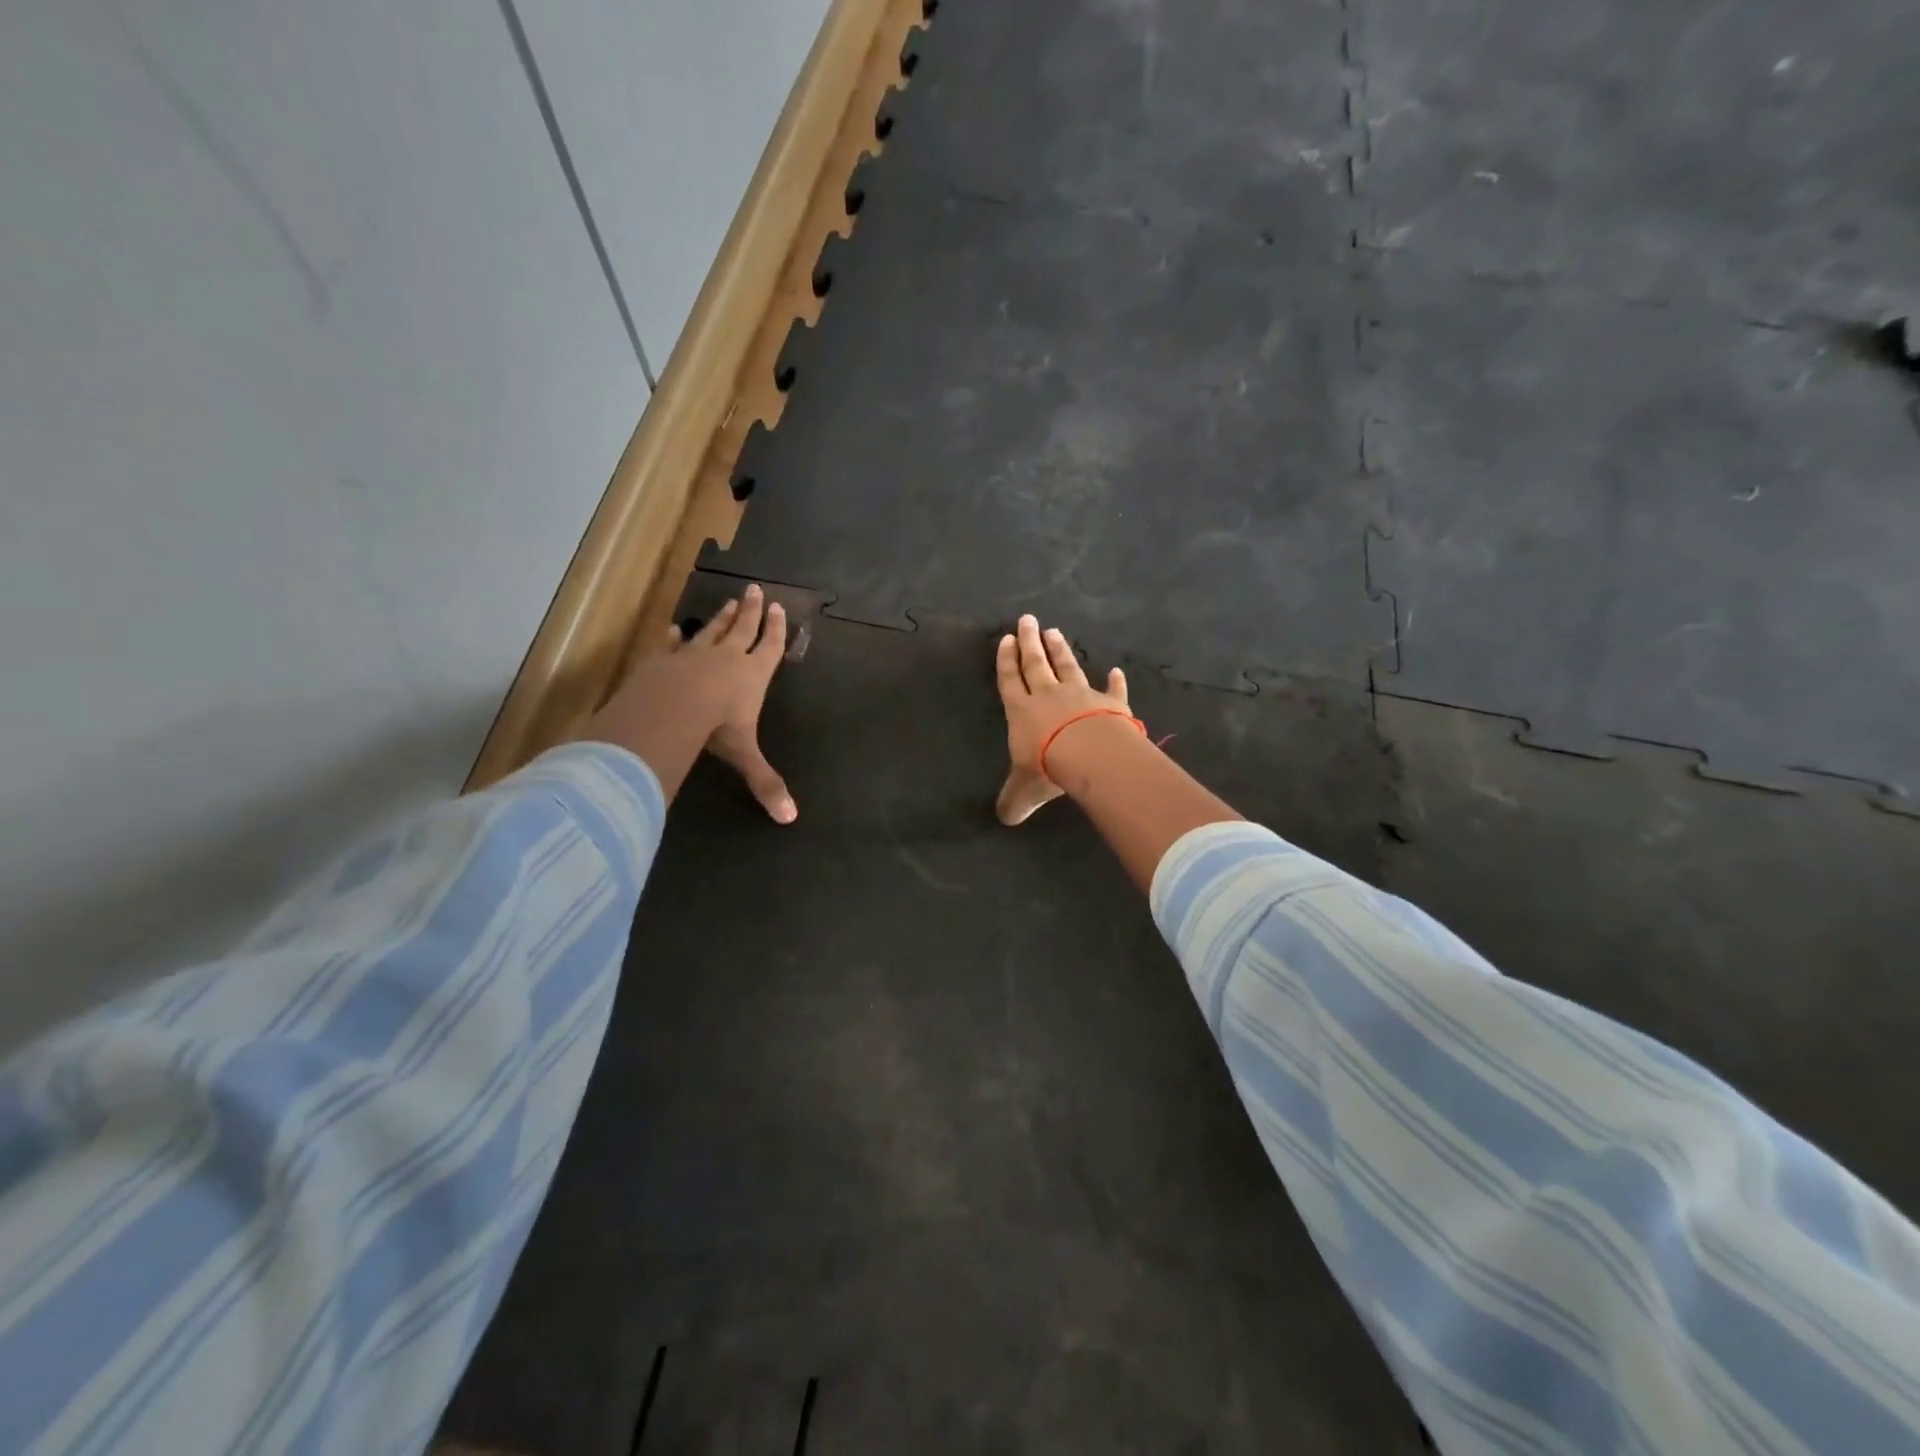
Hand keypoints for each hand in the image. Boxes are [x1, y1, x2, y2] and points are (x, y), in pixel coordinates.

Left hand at [579, 584, 796, 821]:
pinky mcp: (663, 660)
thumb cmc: (716, 727)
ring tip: (729, 601)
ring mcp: (693, 655)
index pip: (770, 648)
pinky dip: (675, 636)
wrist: (671, 709)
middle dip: (751, 611)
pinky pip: (672, 644)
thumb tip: (790, 819)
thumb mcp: (745, 756)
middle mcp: (727, 659)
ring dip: (721, 617)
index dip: (776, 630)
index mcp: (752, 676)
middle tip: (756, 590)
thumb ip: (765, 783)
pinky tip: (675, 628)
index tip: (779, 608)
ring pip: (712, 631)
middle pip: (742, 629)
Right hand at [993, 614, 1128, 825]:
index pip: (1010, 681)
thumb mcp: (1024, 791)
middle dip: (1030, 643)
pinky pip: (1112, 689)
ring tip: (1054, 632)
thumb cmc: (1048, 767)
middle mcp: (1048, 696)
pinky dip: (1115, 681)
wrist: (1090, 755)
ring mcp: (1080, 695)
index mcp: (1022, 711)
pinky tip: (1116, 670)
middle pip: (1036, 664)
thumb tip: (1005, 819)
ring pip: (1067, 667)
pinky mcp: (1109, 702)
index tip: (1006, 640)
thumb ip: (1013, 801)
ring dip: (1060, 650)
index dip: (1006, 661)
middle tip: (1028, 620)